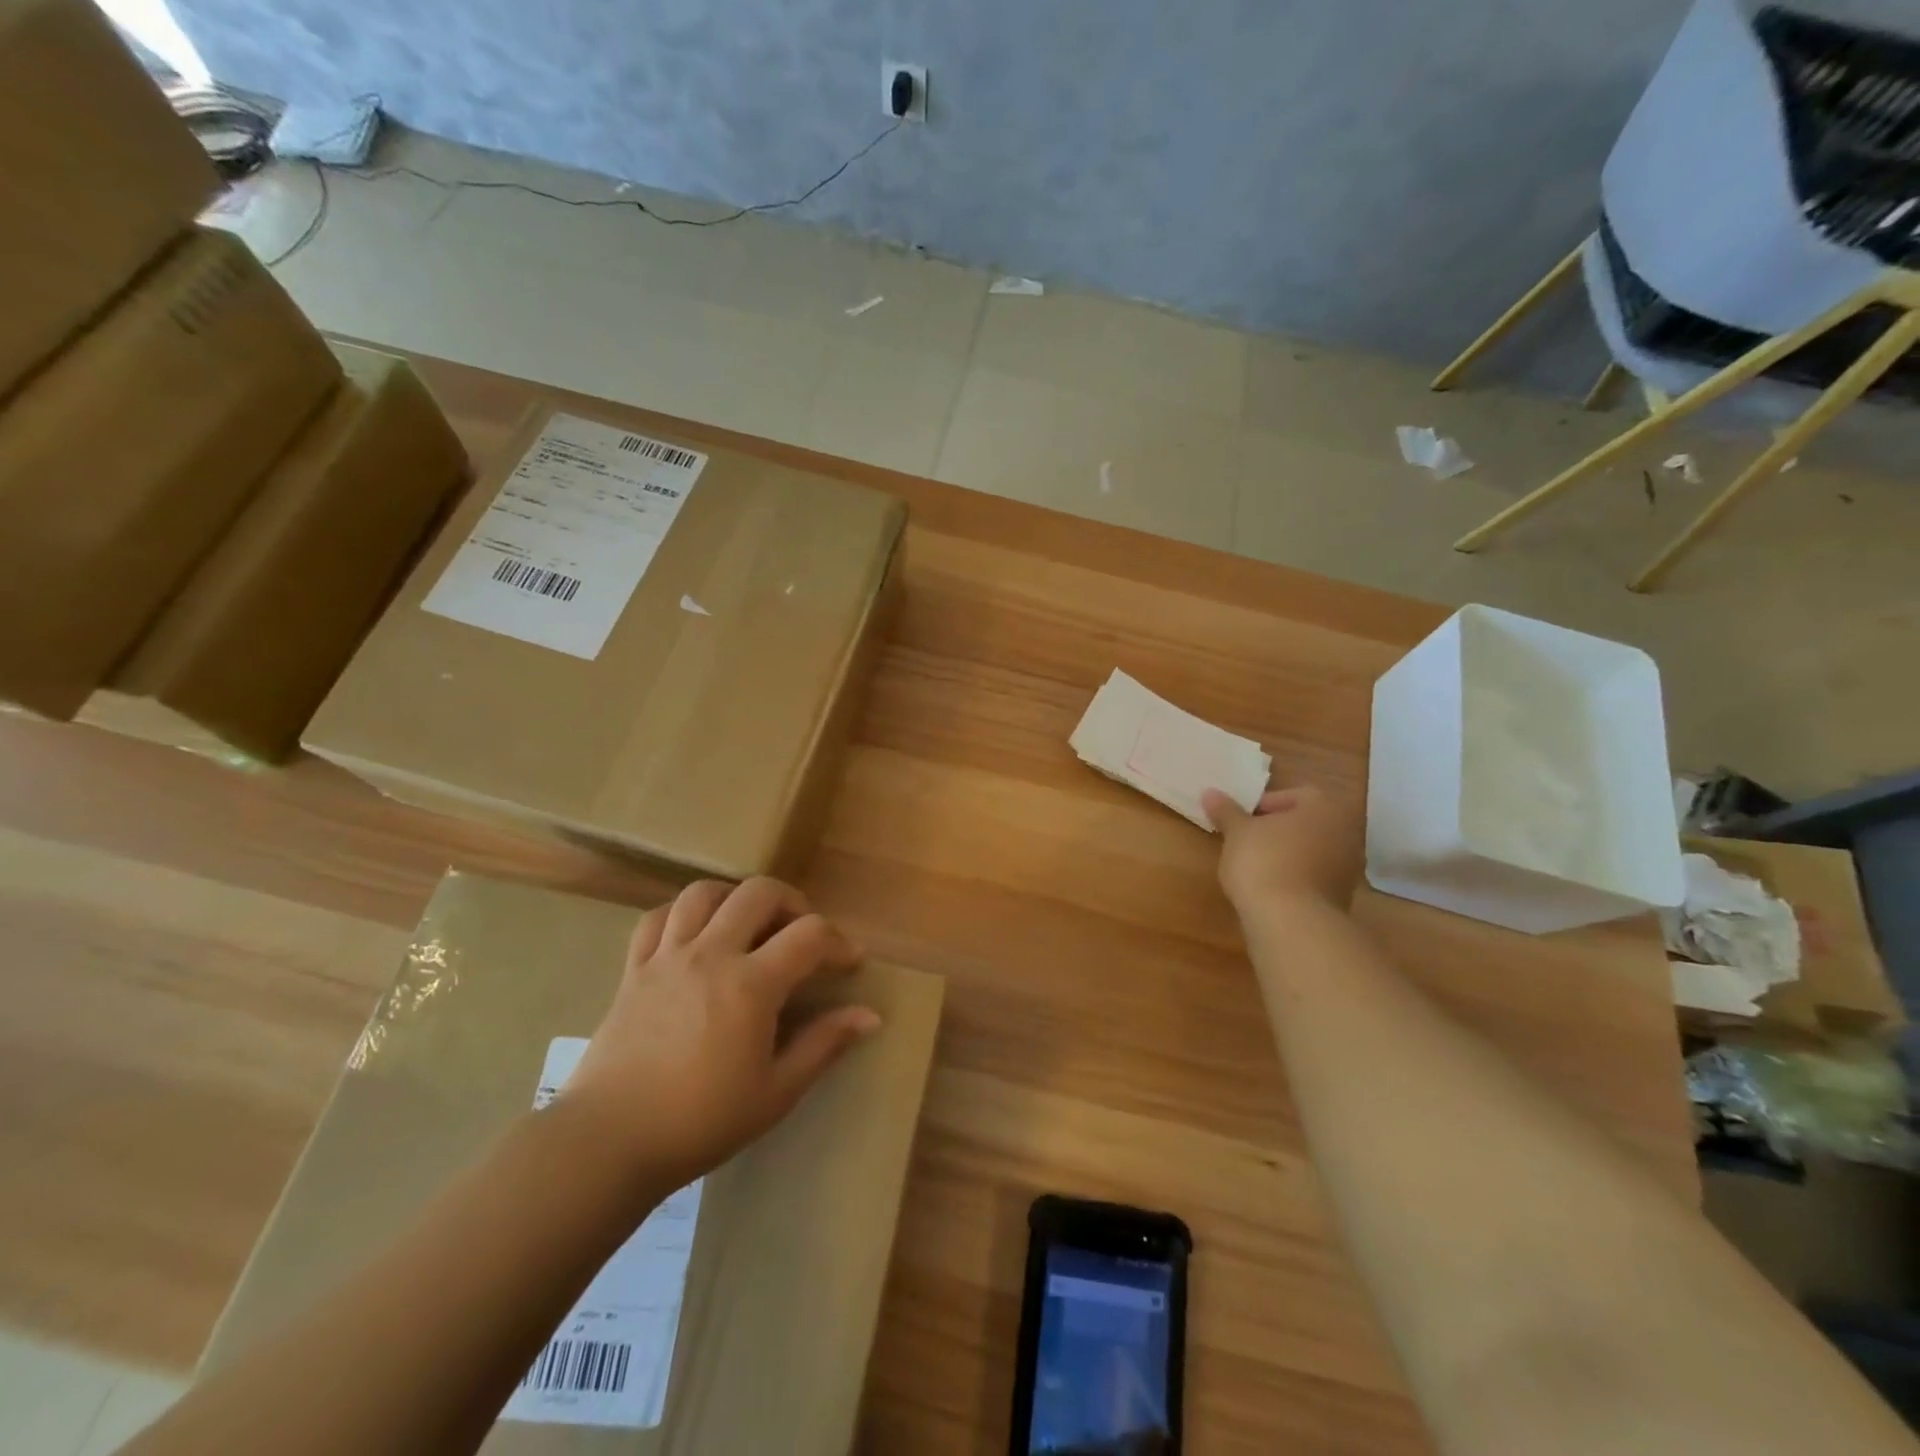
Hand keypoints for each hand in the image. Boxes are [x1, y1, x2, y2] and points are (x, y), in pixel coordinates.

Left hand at [557, 878, 879, 1194]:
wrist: (608, 1142)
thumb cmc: (700, 1122)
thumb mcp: (775, 1092)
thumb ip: (823, 1045)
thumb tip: (870, 1016)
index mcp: (751, 983)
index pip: (810, 935)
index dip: (838, 942)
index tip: (848, 964)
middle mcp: (711, 954)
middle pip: (759, 892)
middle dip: (792, 903)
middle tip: (802, 933)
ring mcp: (667, 956)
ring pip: (703, 893)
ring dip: (735, 898)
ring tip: (748, 924)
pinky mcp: (633, 969)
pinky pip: (656, 919)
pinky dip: (680, 914)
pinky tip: (693, 935)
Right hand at [1202, 784, 1362, 913]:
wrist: (1290, 921)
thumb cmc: (1264, 861)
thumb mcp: (1237, 832)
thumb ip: (1226, 811)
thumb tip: (1210, 792)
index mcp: (1324, 807)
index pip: (1295, 795)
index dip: (1264, 804)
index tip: (1242, 820)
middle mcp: (1344, 833)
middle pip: (1306, 824)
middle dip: (1277, 830)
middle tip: (1247, 840)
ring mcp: (1348, 868)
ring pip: (1312, 852)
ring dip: (1287, 855)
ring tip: (1255, 867)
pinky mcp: (1342, 899)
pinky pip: (1314, 878)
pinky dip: (1295, 879)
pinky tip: (1270, 889)